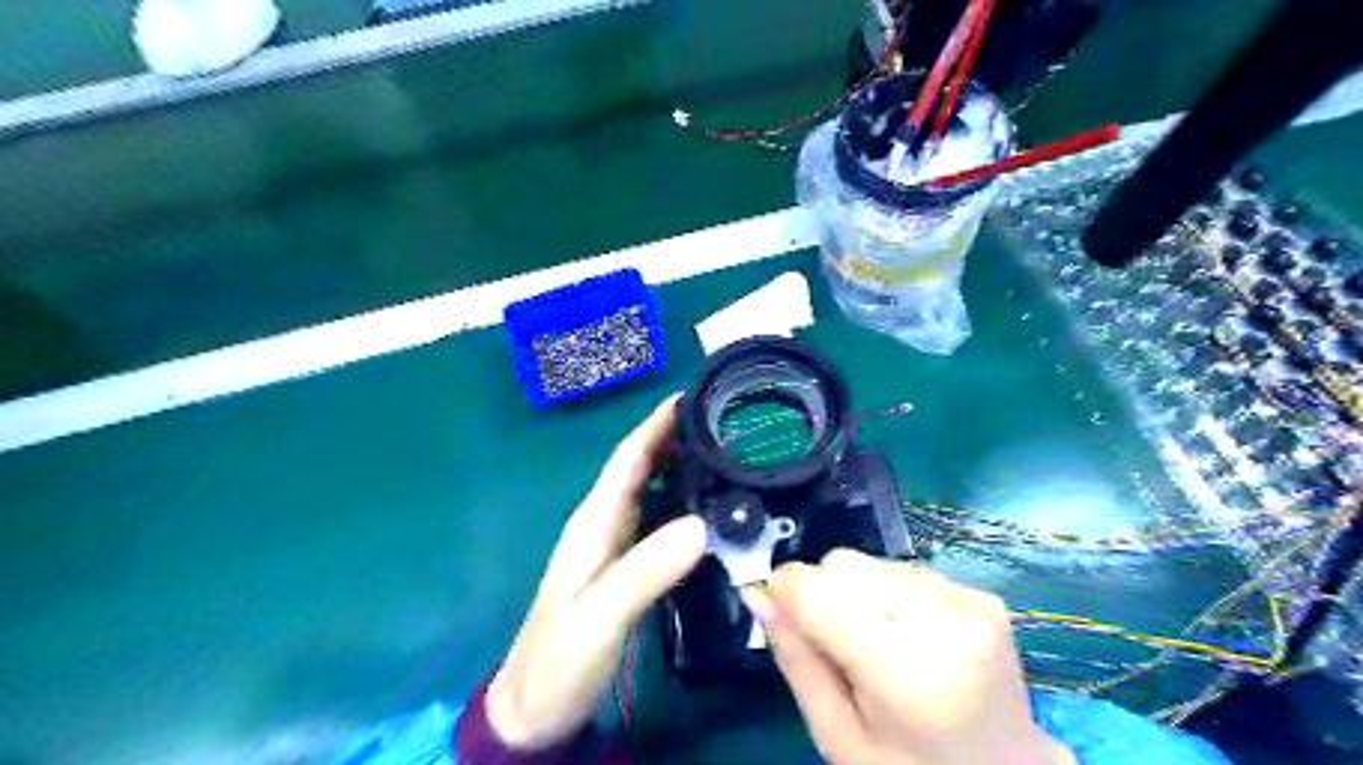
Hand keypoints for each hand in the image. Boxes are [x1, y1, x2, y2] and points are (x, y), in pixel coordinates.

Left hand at [483, 396, 707, 748]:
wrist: (536, 709)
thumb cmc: (560, 659)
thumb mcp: (601, 615)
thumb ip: (645, 571)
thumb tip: (701, 524)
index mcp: (593, 522)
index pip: (628, 459)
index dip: (657, 425)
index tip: (693, 397)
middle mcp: (604, 524)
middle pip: (641, 467)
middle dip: (675, 437)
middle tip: (724, 420)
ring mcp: (615, 546)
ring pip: (651, 490)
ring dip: (681, 465)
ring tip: (725, 452)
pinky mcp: (626, 567)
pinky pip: (659, 520)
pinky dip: (682, 502)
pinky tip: (709, 507)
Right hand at [745, 550, 1076, 764]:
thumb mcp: (838, 736)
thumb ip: (796, 660)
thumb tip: (757, 593)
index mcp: (906, 675)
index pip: (818, 591)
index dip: (786, 591)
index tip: (778, 613)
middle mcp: (944, 625)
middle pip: (842, 564)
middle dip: (822, 593)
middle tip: (837, 645)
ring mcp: (969, 603)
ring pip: (869, 561)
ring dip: (856, 592)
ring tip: (877, 642)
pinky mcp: (980, 593)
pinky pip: (901, 567)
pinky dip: (887, 593)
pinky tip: (906, 634)